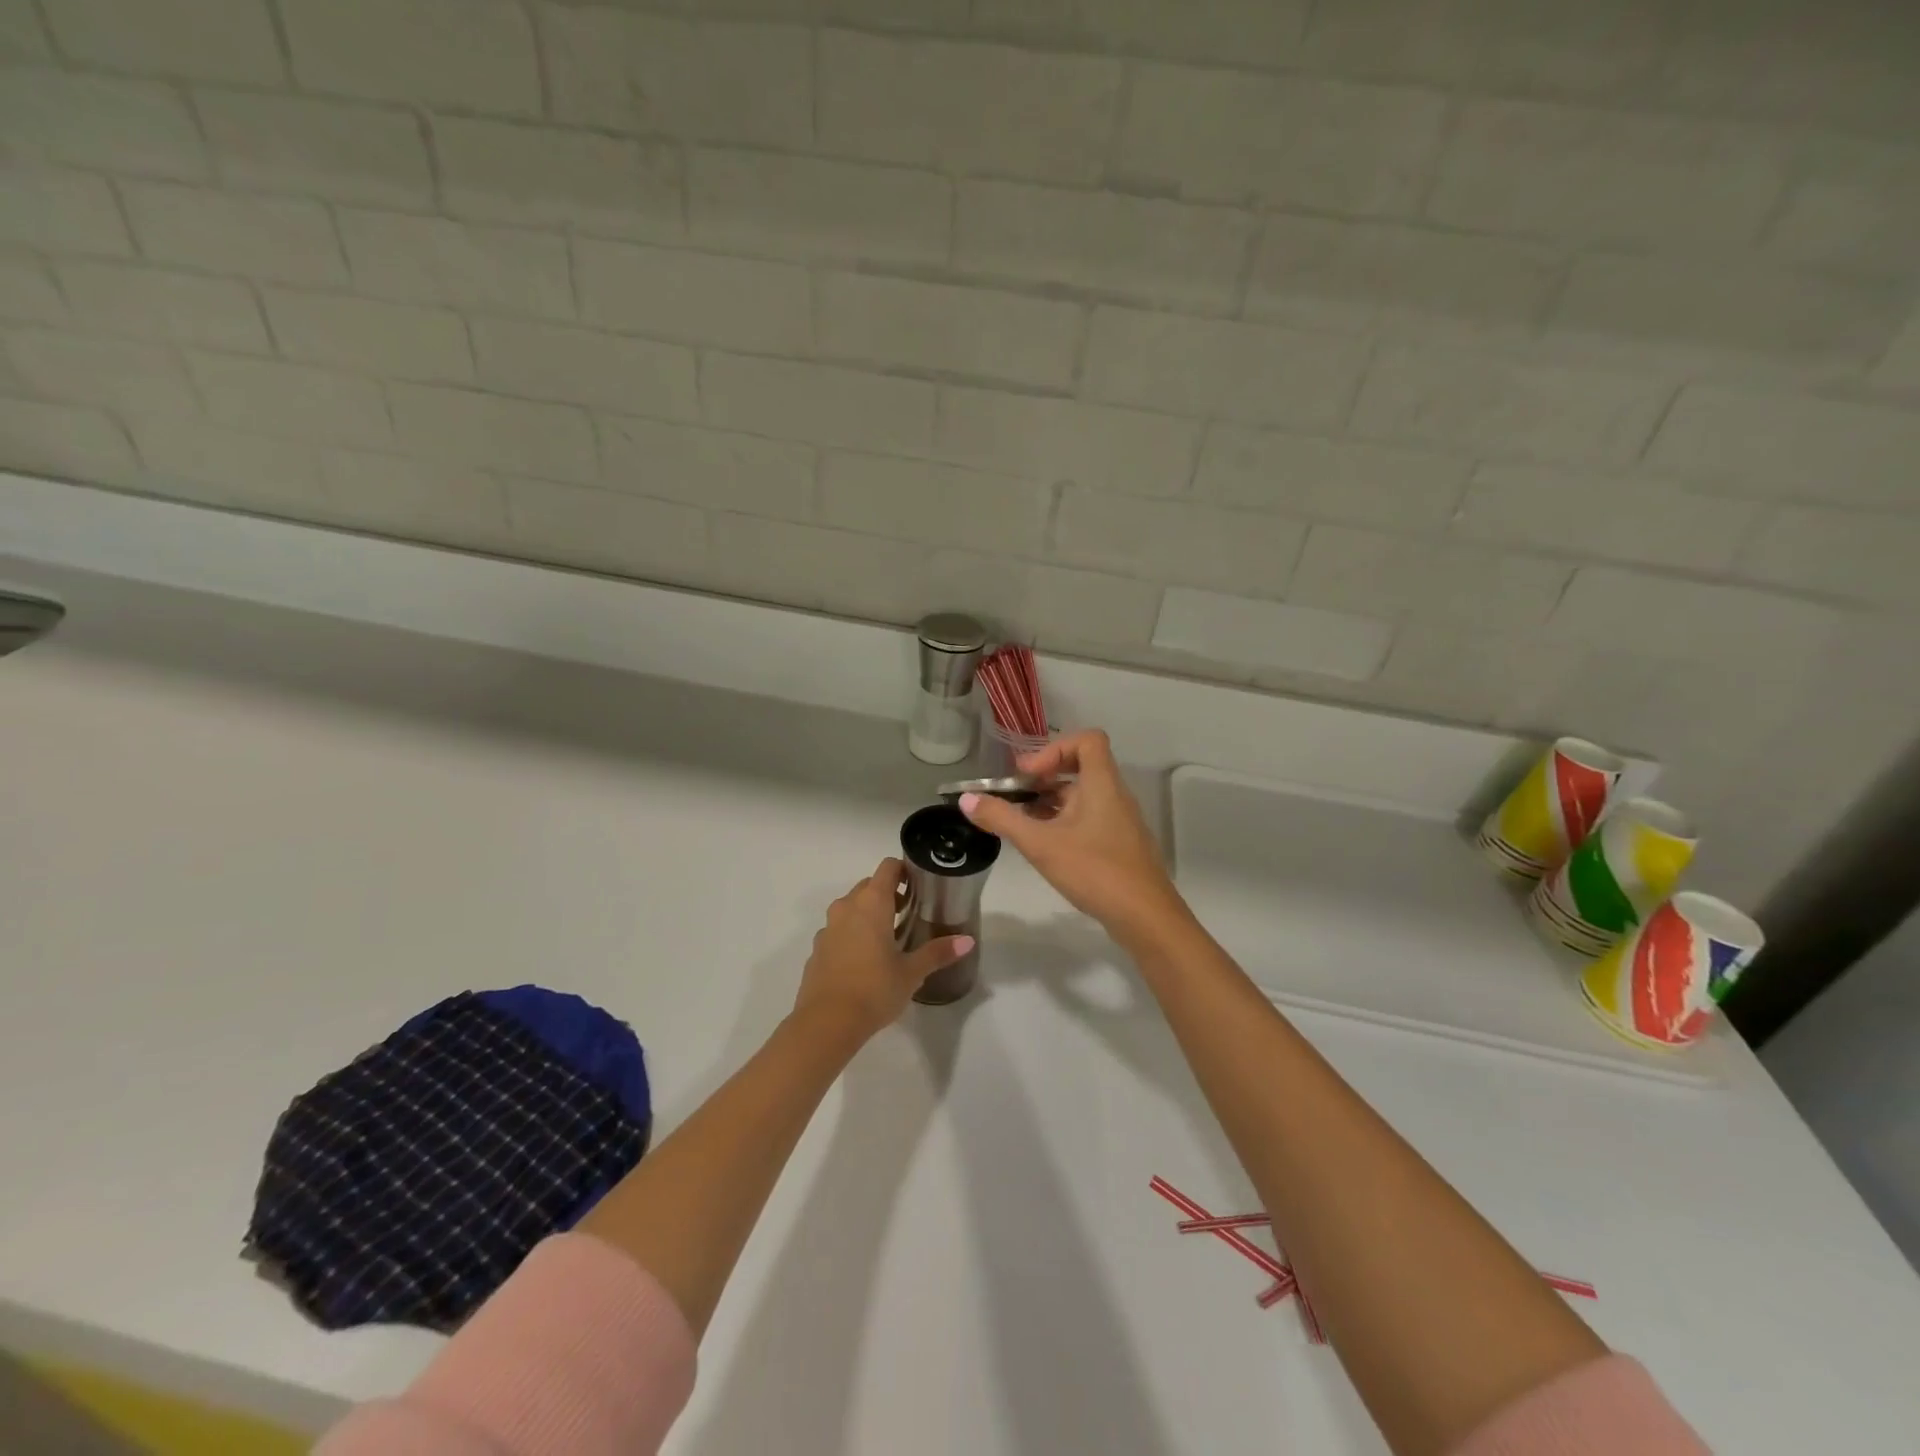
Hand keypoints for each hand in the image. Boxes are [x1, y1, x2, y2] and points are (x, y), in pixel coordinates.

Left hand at [793, 859, 973, 1039]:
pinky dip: (852, 934)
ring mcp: (828, 927)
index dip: (904, 871)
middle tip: (909, 913)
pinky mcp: (817, 949)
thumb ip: (938, 952)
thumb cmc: (875, 989)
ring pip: (851, 908)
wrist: (826, 1023)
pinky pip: (838, 930)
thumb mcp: (912, 972)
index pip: (888, 868)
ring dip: (868, 914)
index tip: (919, 886)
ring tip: (888, 937)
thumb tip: (967, 941)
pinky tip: (864, 960)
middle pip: (868, 886)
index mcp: (872, 903)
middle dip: (888, 894)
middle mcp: (847, 907)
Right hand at [959, 730, 1189, 946]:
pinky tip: (1045, 847)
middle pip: (1080, 768)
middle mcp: (1115, 795)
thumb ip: (1002, 819)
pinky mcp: (1120, 845)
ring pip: (1083, 797)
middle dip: (1044, 778)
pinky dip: (1064, 823)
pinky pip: (1089, 819)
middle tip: (1014, 797)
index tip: (1029, 775)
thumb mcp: (1041, 844)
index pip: (1087, 740)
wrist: (1146, 917)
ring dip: (1051, 803)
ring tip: (1022, 824)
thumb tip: (966, 799)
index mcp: (1102, 784)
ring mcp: (1120, 821)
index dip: (1054, 748)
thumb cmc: (1094, 870)